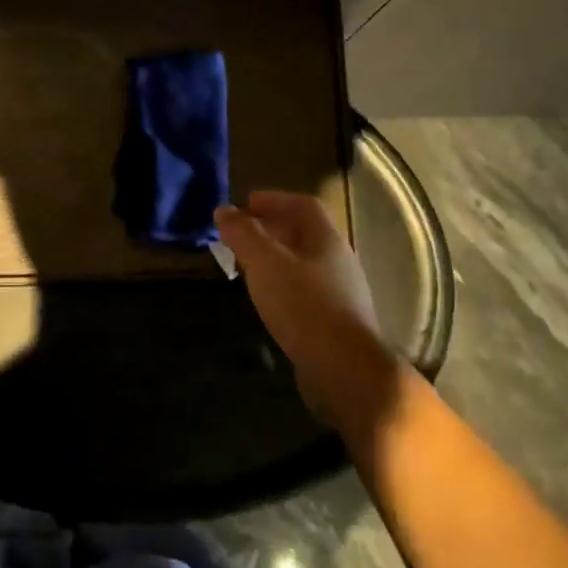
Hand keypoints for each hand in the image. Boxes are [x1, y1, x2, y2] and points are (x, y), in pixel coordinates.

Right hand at [215, 191, 402, 441]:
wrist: (343, 368)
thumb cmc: (303, 305)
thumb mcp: (264, 262)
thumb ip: (242, 233)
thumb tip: (223, 210)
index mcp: (326, 239)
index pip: (302, 205)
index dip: (273, 199)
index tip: (244, 204)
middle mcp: (338, 260)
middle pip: (303, 234)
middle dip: (270, 229)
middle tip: (239, 236)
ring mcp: (341, 292)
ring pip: (303, 264)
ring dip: (275, 259)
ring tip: (246, 267)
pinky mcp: (335, 321)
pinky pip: (305, 291)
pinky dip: (282, 285)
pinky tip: (266, 300)